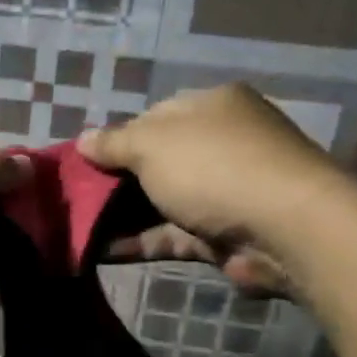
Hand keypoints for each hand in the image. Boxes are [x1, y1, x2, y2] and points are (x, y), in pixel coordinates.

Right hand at [78, 84, 333, 295]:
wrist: (282, 228)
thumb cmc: (213, 167)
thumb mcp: (152, 144)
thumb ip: (113, 143)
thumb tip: (82, 140)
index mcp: (211, 106)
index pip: (153, 117)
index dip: (116, 139)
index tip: (83, 163)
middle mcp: (220, 144)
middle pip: (156, 162)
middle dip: (115, 181)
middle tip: (74, 199)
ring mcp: (222, 192)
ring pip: (160, 202)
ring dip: (120, 216)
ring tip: (76, 228)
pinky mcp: (220, 235)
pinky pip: (169, 235)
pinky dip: (137, 242)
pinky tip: (98, 251)